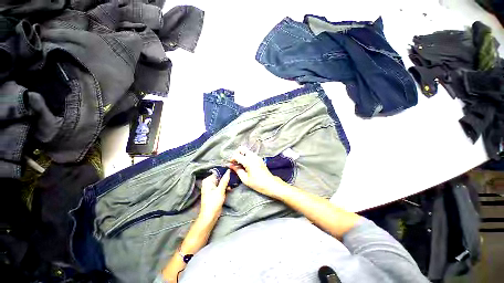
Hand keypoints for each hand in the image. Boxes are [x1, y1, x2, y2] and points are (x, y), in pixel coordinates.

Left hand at [199, 170, 230, 221]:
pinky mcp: (215, 192)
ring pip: (221, 181)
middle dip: (226, 178)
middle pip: (219, 177)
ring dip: (227, 183)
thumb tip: (228, 170)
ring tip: (232, 184)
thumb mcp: (220, 190)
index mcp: (208, 180)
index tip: (232, 172)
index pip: (218, 173)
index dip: (225, 172)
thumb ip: (225, 180)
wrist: (210, 216)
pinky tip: (230, 188)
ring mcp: (212, 187)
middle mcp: (209, 182)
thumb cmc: (214, 202)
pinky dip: (225, 187)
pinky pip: (221, 186)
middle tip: (234, 178)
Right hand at [228, 146, 284, 197]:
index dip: (232, 159)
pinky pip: (250, 154)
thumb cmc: (257, 183)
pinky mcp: (259, 158)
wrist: (270, 184)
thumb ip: (237, 170)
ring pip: (246, 150)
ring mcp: (257, 157)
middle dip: (236, 153)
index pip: (237, 155)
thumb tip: (230, 165)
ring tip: (239, 164)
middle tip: (234, 162)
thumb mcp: (245, 179)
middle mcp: (253, 156)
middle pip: (242, 148)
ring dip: (241, 155)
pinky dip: (245, 157)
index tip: (230, 164)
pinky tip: (245, 165)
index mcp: (249, 161)